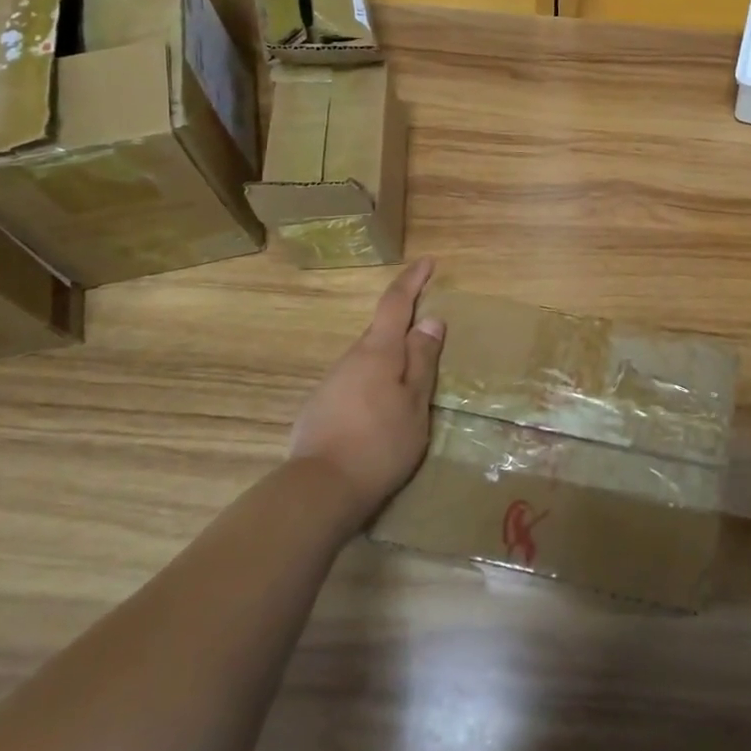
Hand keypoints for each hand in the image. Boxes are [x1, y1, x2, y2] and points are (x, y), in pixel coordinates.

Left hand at [288, 258, 444, 530]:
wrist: (320, 489)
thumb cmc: (380, 443)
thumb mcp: (415, 403)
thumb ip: (422, 361)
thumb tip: (430, 320)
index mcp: (378, 352)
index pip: (395, 303)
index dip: (412, 280)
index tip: (427, 262)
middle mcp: (351, 358)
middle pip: (381, 332)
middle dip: (403, 327)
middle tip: (429, 338)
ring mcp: (331, 383)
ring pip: (367, 360)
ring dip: (389, 362)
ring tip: (410, 388)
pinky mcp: (320, 407)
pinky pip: (355, 383)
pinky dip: (373, 385)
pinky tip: (380, 414)